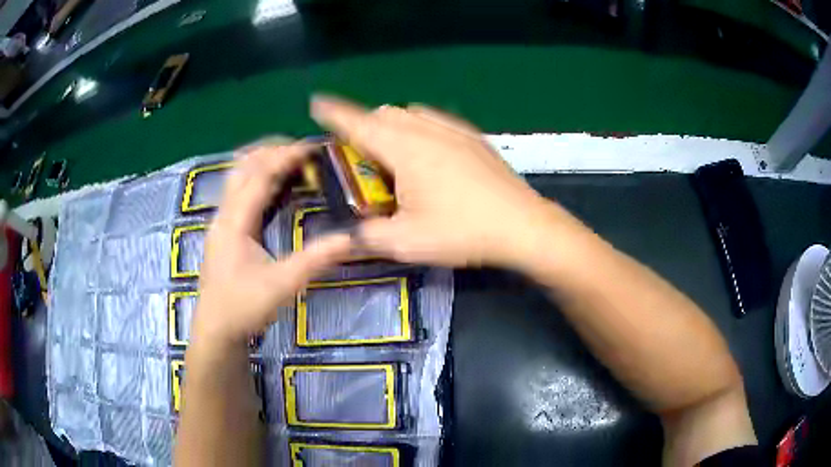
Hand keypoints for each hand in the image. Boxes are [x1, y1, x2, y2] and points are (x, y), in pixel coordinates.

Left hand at [192, 144, 351, 346]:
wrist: (216, 330)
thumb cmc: (244, 308)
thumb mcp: (284, 285)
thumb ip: (316, 259)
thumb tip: (352, 238)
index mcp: (235, 222)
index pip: (260, 175)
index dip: (286, 156)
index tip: (313, 147)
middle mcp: (224, 214)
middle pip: (243, 165)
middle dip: (271, 150)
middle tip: (303, 149)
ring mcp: (222, 221)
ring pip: (238, 176)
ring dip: (262, 161)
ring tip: (291, 160)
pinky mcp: (224, 230)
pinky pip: (239, 191)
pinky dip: (258, 179)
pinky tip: (274, 186)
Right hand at [311, 96, 566, 267]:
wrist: (522, 225)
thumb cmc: (462, 231)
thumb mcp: (406, 242)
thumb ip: (367, 237)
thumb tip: (344, 239)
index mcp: (404, 149)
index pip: (358, 123)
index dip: (333, 113)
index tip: (317, 104)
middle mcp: (426, 129)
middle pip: (384, 113)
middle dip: (364, 126)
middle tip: (361, 157)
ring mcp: (453, 129)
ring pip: (410, 113)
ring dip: (392, 126)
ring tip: (394, 156)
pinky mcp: (473, 137)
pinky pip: (435, 120)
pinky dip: (419, 128)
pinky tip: (428, 153)